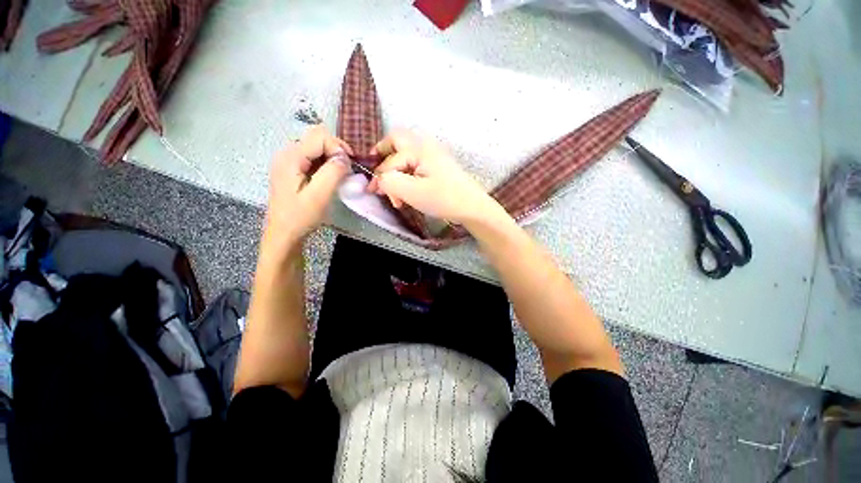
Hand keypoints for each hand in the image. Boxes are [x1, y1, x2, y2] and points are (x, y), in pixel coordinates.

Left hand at [264, 125, 352, 247]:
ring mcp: (289, 160)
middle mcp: (287, 153)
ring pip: (316, 146)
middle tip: (347, 169)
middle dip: (336, 149)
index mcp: (291, 157)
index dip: (338, 148)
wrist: (284, 233)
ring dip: (332, 157)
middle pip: (316, 137)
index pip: (319, 137)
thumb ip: (333, 172)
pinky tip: (330, 177)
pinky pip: (313, 157)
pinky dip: (326, 163)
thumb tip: (344, 157)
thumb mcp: (319, 195)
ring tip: (341, 174)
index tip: (350, 166)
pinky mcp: (293, 169)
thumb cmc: (300, 216)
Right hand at [366, 130, 506, 225]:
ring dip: (395, 168)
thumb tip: (379, 180)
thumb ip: (390, 182)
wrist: (472, 207)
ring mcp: (434, 155)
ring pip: (406, 154)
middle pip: (396, 142)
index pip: (390, 162)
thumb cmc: (444, 199)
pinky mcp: (438, 166)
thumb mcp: (412, 192)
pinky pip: (416, 163)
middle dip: (383, 156)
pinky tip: (408, 190)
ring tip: (395, 190)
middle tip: (378, 172)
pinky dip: (407, 173)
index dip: (379, 177)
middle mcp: (426, 146)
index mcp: (418, 149)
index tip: (373, 192)